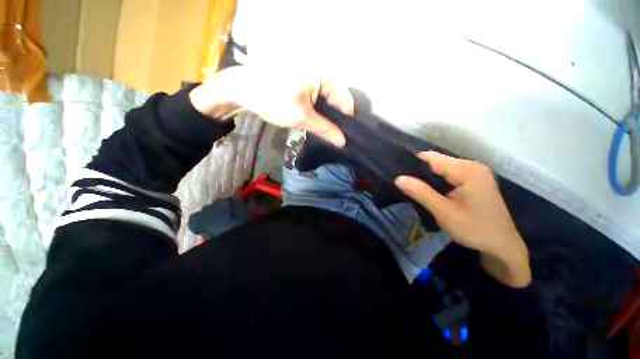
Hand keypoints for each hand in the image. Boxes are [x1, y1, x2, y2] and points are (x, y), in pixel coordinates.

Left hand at [189, 66, 353, 146]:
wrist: (243, 88)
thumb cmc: (273, 100)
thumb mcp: (301, 118)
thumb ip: (325, 129)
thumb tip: (343, 142)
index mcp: (325, 77)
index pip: (346, 102)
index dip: (346, 122)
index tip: (345, 138)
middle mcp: (323, 74)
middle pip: (339, 100)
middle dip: (338, 120)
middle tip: (336, 138)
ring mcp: (314, 77)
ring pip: (329, 101)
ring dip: (329, 117)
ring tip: (329, 132)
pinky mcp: (306, 82)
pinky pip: (320, 98)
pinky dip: (321, 111)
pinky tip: (319, 122)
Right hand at [395, 151, 530, 286]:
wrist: (503, 246)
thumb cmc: (475, 229)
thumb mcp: (444, 212)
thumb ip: (421, 193)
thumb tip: (398, 178)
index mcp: (467, 170)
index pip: (430, 157)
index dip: (412, 164)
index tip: (399, 177)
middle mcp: (471, 165)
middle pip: (436, 161)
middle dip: (419, 171)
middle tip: (407, 187)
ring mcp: (474, 172)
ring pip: (441, 167)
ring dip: (427, 177)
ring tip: (416, 189)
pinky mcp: (474, 179)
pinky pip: (449, 173)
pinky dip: (437, 180)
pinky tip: (431, 191)